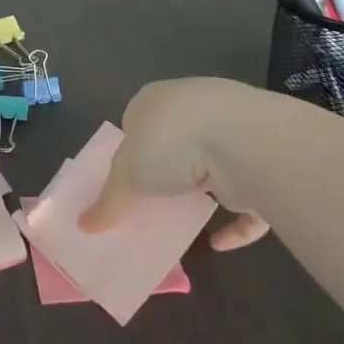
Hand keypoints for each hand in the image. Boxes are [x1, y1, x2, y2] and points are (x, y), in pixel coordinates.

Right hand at [77, 78, 273, 250]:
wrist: (245, 142)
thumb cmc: (171, 144)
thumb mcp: (127, 176)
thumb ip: (108, 202)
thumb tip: (83, 225)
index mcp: (154, 99)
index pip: (135, 120)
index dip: (128, 151)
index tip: (124, 182)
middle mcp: (193, 106)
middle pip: (173, 142)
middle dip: (166, 170)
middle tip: (152, 203)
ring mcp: (231, 129)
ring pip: (211, 164)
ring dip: (201, 191)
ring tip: (184, 219)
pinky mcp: (261, 158)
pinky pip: (246, 194)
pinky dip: (235, 221)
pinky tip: (220, 243)